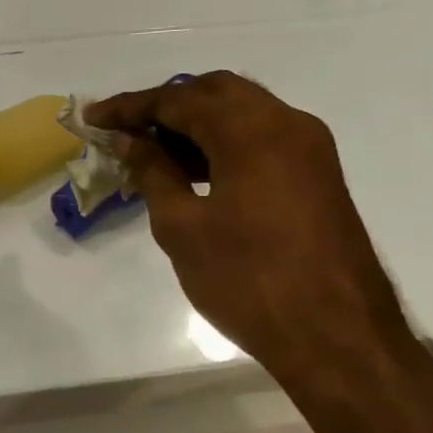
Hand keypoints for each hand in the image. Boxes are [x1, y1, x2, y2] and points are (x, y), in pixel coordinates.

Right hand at [86, 73, 412, 373]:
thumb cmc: (249, 281)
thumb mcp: (182, 227)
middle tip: (126, 129)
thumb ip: (153, 172)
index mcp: (251, 130)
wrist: (339, 340)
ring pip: (242, 112)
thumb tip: (130, 140)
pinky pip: (261, 138)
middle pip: (215, 92)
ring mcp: (309, 149)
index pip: (178, 99)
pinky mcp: (317, 175)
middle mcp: (286, 124)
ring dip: (195, 122)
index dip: (130, 107)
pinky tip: (192, 170)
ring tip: (151, 151)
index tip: (93, 117)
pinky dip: (223, 142)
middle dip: (166, 104)